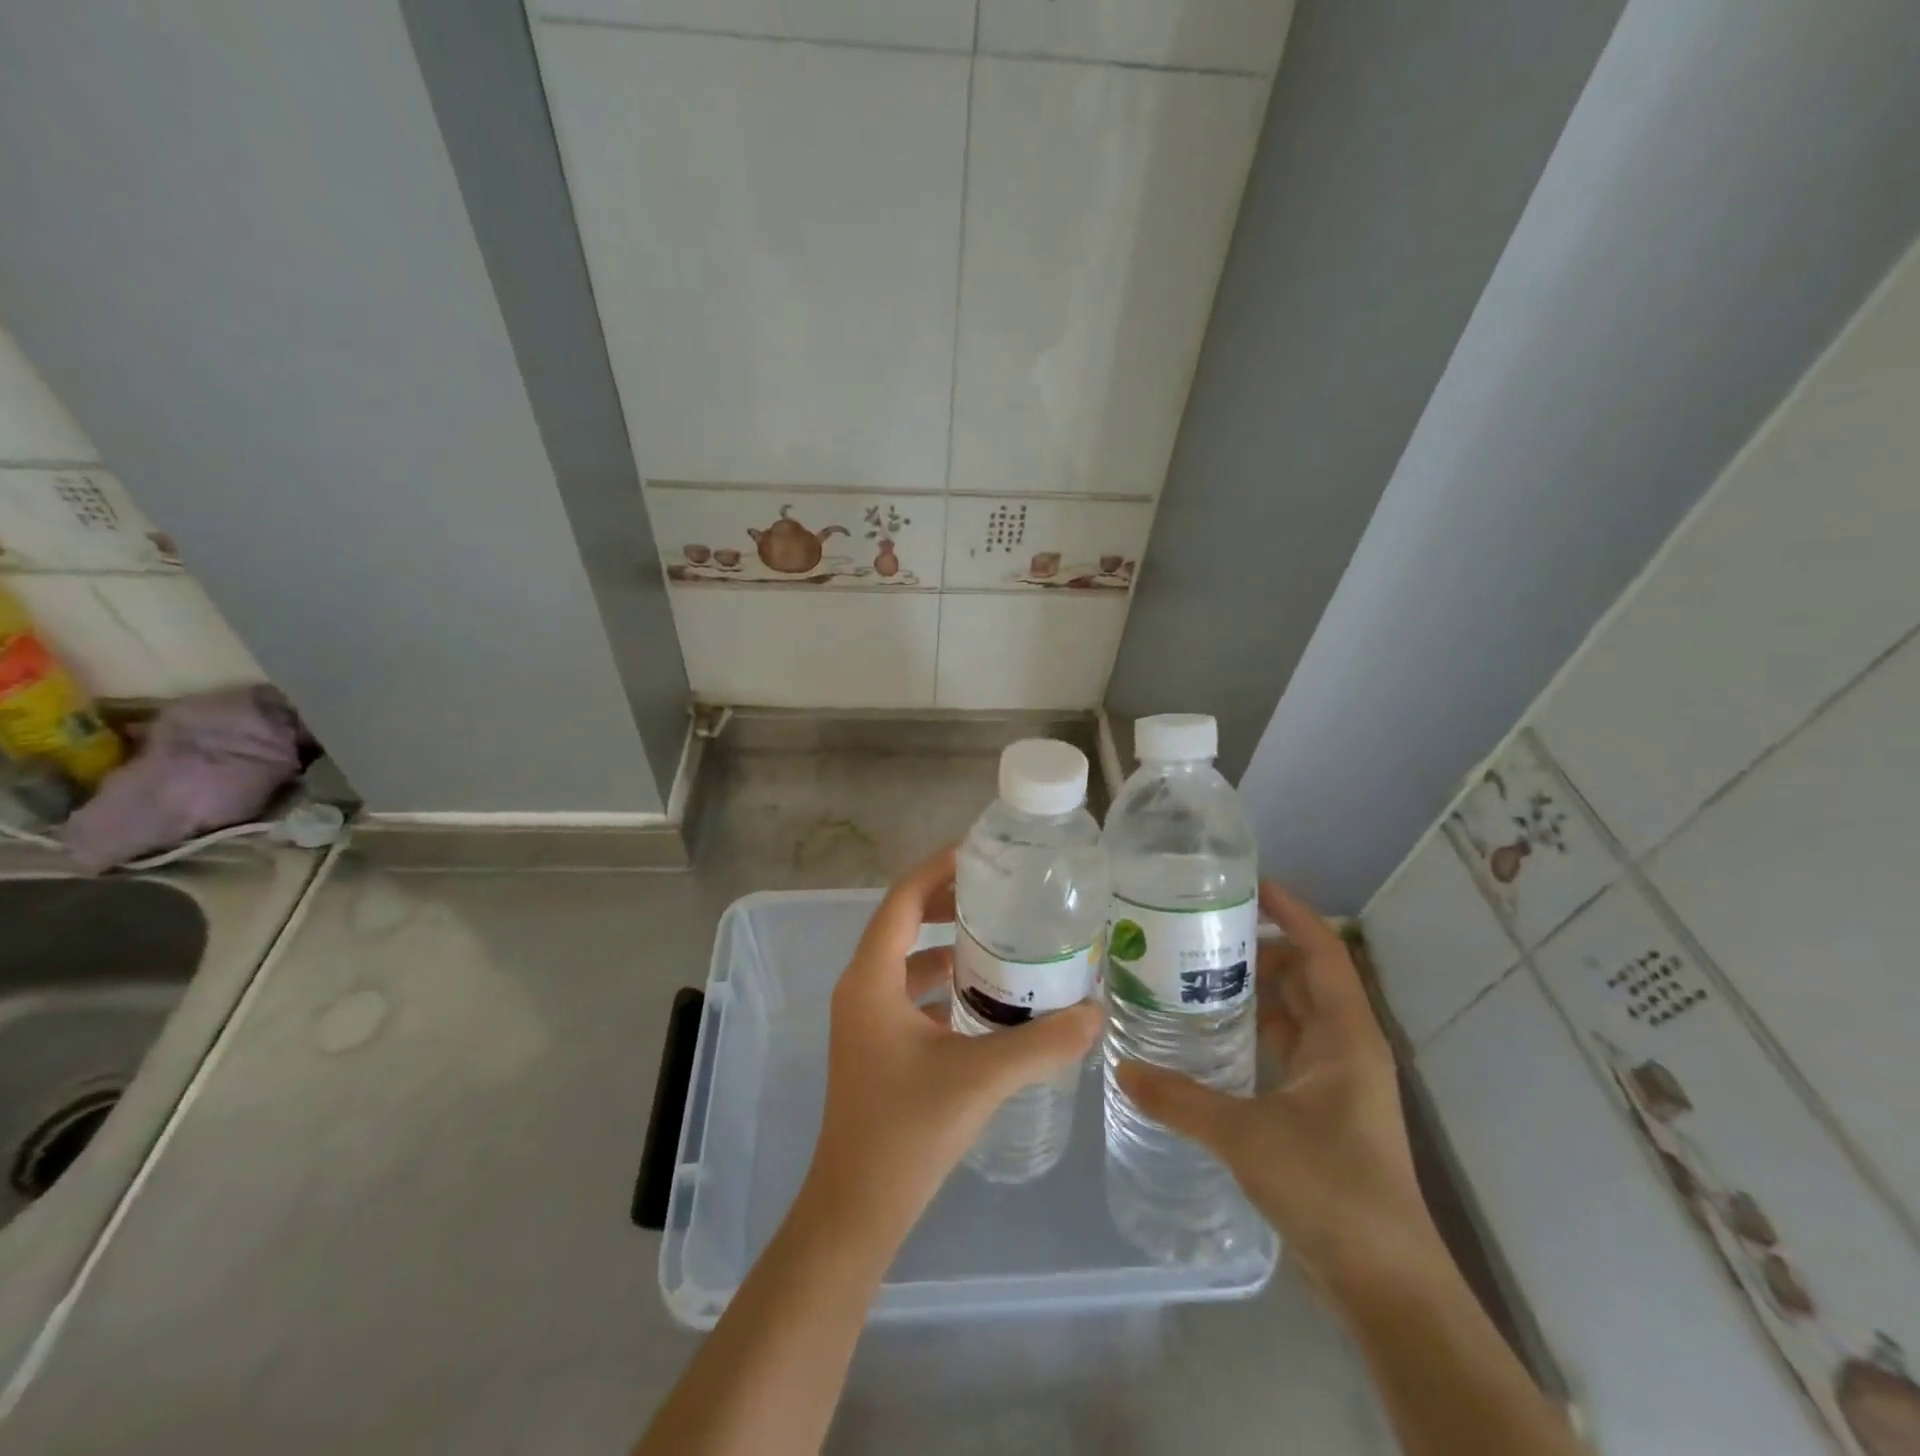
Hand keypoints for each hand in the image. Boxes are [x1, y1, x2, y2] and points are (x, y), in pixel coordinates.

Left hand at [801, 846, 1103, 1249]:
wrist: (856, 1211)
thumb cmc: (906, 1132)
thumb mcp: (980, 1079)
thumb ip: (1041, 1043)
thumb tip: (1096, 1011)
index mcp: (870, 980)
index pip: (901, 900)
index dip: (937, 870)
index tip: (979, 852)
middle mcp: (861, 989)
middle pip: (902, 923)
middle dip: (946, 902)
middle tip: (999, 891)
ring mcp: (865, 1020)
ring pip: (907, 962)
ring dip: (947, 945)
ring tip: (1001, 938)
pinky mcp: (876, 1046)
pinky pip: (910, 995)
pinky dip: (944, 984)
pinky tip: (986, 997)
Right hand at [1116, 881, 1440, 1301]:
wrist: (1386, 1283)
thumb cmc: (1330, 1189)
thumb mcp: (1246, 1136)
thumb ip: (1180, 1099)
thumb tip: (1121, 1069)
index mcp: (1344, 1035)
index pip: (1322, 950)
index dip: (1290, 911)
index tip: (1246, 883)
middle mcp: (1345, 1046)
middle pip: (1304, 975)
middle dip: (1258, 947)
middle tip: (1198, 929)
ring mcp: (1336, 1078)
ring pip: (1294, 1012)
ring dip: (1253, 990)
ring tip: (1194, 972)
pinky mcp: (1323, 1107)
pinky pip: (1285, 1046)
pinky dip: (1253, 1030)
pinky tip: (1210, 1036)